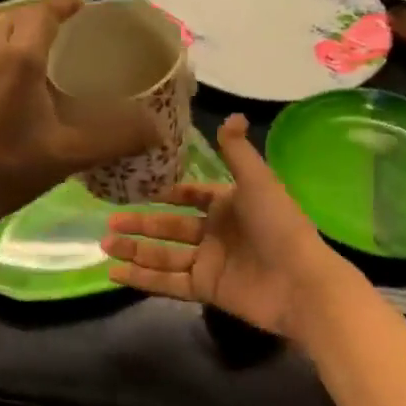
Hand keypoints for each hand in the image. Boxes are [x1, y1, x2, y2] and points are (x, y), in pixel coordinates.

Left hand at [0, 0, 157, 235]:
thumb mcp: (70, 155)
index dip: (67, 4)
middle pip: (19, 18)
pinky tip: (15, 86)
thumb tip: (157, 130)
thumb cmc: (9, 170)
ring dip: (21, 36)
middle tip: (71, 38)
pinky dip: (2, 55)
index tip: (86, 10)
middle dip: (45, 18)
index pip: (44, 12)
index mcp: (19, 59)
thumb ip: (117, 138)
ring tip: (46, 59)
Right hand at [102, 114, 345, 340]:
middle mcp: (216, 233)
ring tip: (105, 245)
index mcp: (228, 205)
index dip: (168, 194)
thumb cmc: (279, 225)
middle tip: (109, 223)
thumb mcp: (257, 181)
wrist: (300, 282)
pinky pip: (168, 283)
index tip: (138, 189)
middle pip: (170, 227)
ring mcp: (209, 263)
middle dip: (140, 224)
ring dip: (135, 251)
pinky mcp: (206, 290)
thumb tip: (232, 115)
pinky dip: (142, 279)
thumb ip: (237, 152)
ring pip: (164, 255)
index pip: (193, 197)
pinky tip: (115, 274)